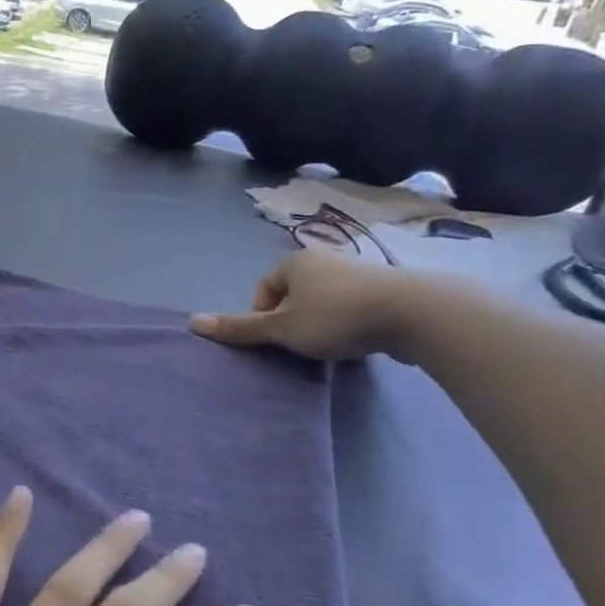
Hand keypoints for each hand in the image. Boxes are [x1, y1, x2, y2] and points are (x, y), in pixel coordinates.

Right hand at [190, 247, 420, 361]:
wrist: (411, 313)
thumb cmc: (335, 317)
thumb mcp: (281, 328)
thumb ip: (240, 327)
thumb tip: (193, 322)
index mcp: (294, 261)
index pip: (263, 289)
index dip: (262, 317)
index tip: (276, 340)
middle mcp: (323, 259)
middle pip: (292, 295)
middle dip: (292, 322)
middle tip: (300, 346)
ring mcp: (356, 271)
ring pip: (323, 302)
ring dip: (320, 324)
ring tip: (330, 346)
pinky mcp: (383, 289)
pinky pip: (351, 307)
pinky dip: (347, 324)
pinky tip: (357, 341)